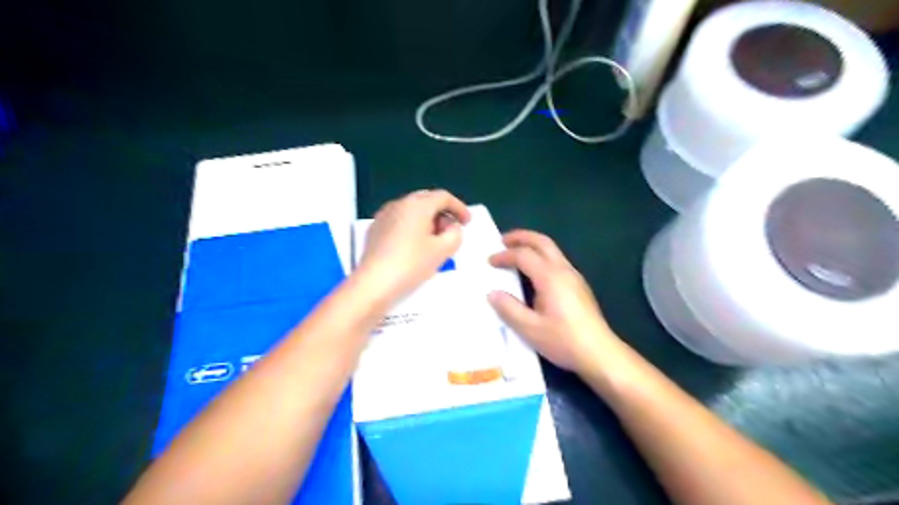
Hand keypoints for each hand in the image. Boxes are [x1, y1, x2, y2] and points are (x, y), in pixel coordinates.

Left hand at [359, 187, 470, 298]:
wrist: (374, 283)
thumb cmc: (411, 264)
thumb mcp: (442, 251)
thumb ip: (455, 234)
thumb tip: (452, 227)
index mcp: (418, 205)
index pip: (443, 197)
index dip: (459, 207)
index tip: (467, 222)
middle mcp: (399, 204)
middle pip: (426, 200)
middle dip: (442, 213)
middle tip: (451, 231)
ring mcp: (384, 215)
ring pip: (411, 210)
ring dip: (426, 219)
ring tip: (433, 240)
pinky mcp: (375, 229)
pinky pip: (399, 220)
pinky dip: (412, 226)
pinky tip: (414, 245)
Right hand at [488, 231, 622, 375]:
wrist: (599, 353)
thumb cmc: (563, 340)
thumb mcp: (529, 328)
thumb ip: (509, 308)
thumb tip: (492, 293)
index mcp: (550, 277)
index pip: (524, 255)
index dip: (504, 255)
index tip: (489, 261)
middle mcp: (563, 270)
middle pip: (542, 242)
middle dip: (521, 237)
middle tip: (502, 240)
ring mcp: (574, 276)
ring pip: (552, 249)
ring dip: (532, 245)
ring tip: (515, 253)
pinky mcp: (579, 285)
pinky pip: (557, 260)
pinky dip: (541, 256)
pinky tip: (533, 272)